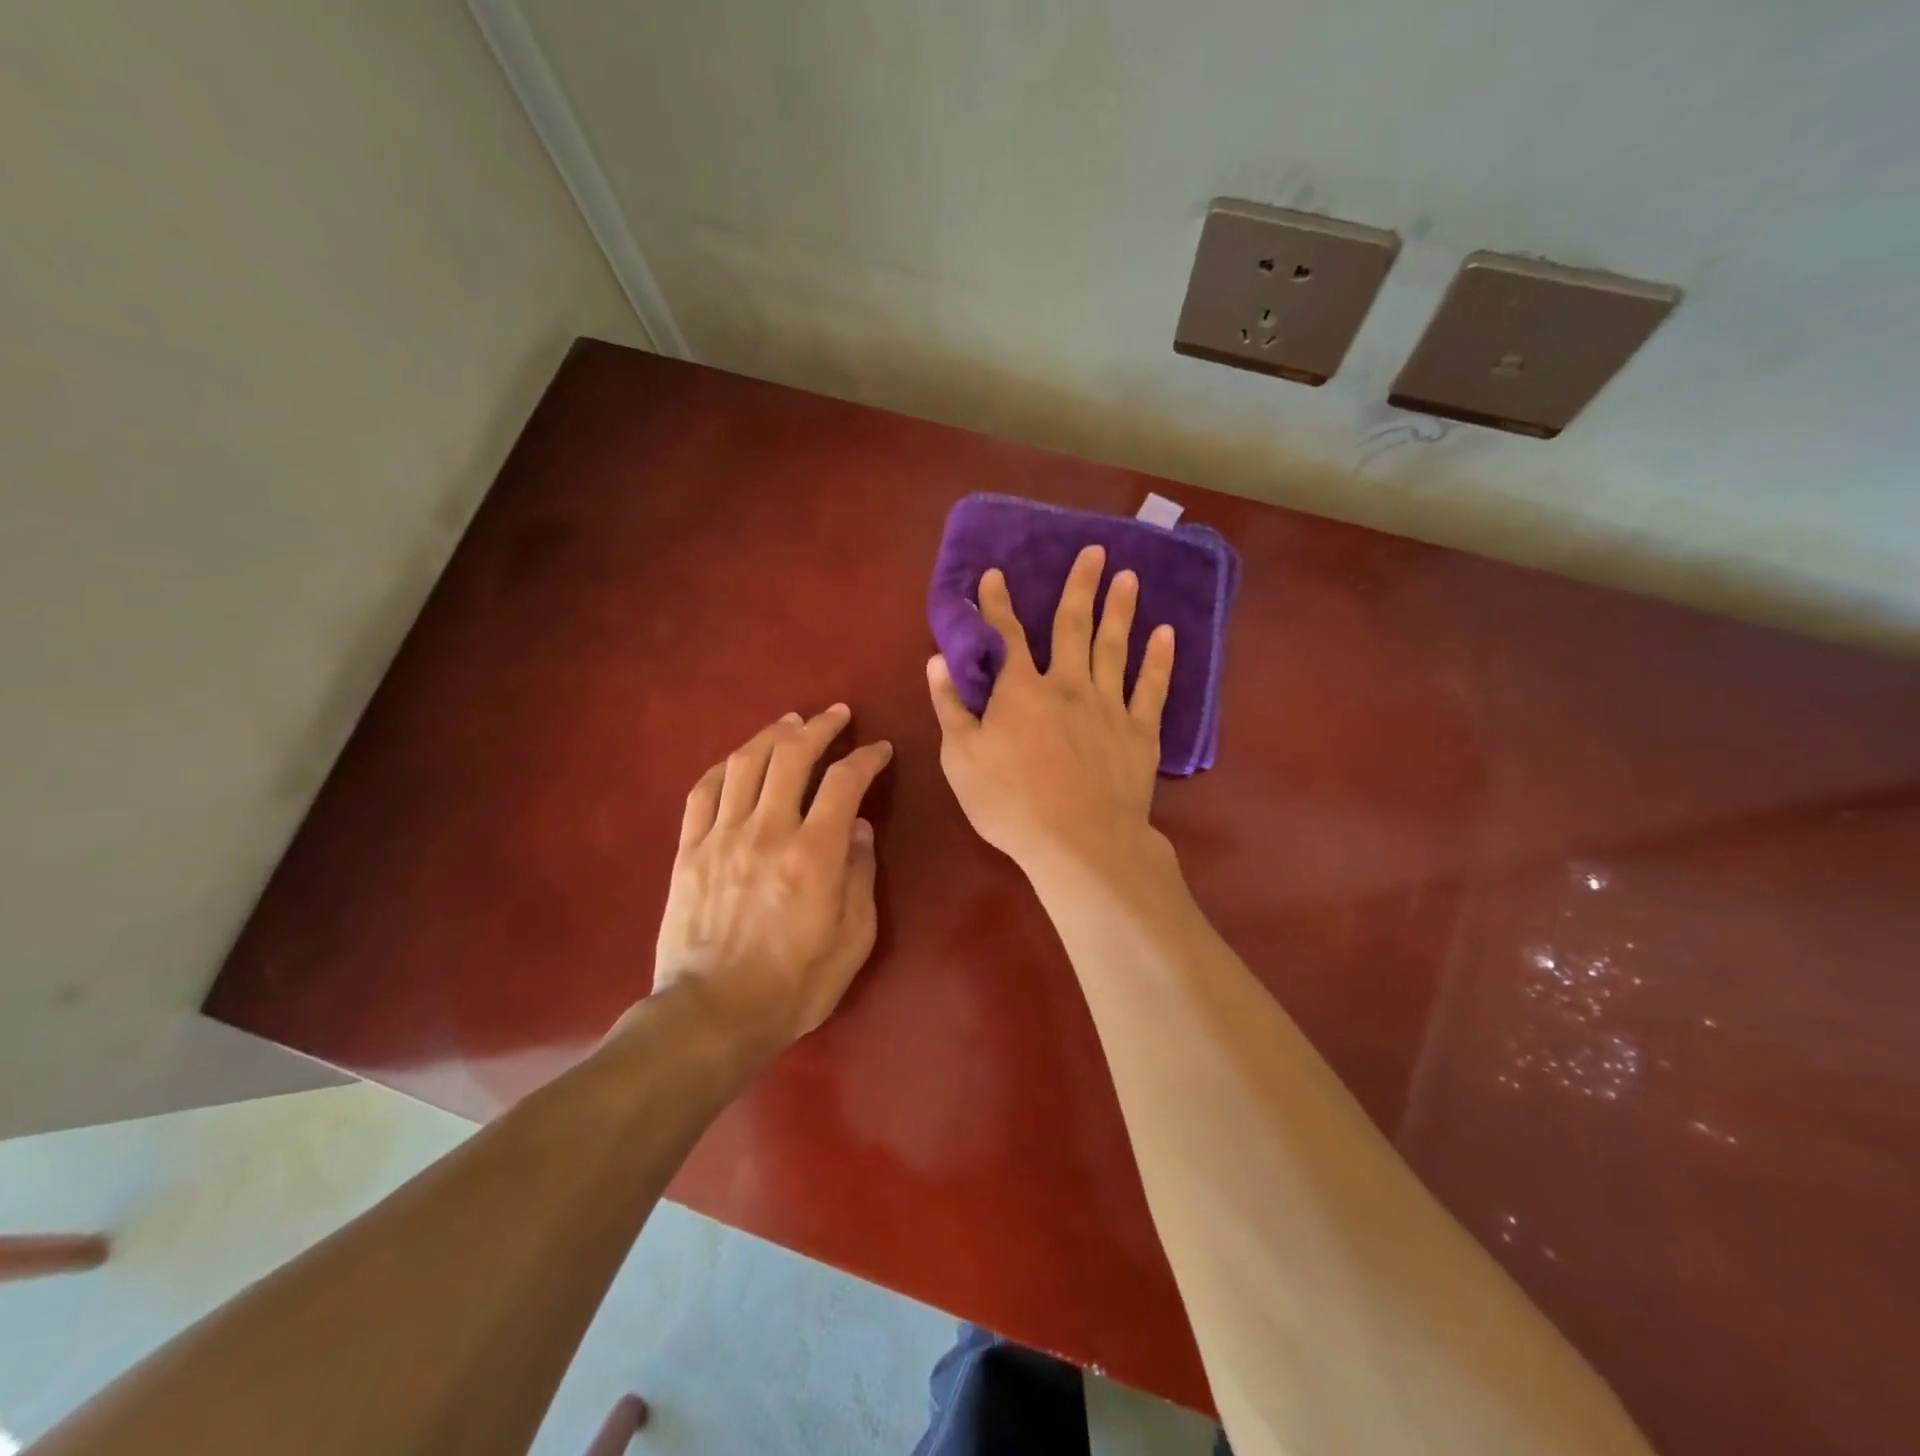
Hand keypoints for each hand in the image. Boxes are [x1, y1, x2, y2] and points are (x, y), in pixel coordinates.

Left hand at [651, 705, 892, 1053]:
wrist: (712, 1017)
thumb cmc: (794, 986)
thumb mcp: (853, 940)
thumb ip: (860, 877)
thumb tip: (858, 828)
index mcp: (814, 855)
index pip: (845, 782)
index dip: (866, 758)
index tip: (879, 750)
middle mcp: (767, 832)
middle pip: (792, 756)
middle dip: (819, 728)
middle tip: (836, 715)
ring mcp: (721, 838)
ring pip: (746, 763)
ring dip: (773, 734)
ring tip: (791, 722)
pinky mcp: (689, 851)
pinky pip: (704, 792)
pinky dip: (726, 766)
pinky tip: (740, 758)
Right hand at [927, 544, 1174, 877]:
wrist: (1079, 842)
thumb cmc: (1011, 804)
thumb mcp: (962, 758)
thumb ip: (951, 706)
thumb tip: (938, 660)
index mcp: (1021, 691)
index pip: (1005, 636)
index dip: (997, 604)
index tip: (994, 574)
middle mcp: (1067, 685)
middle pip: (1072, 626)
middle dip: (1079, 586)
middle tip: (1094, 550)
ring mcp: (1108, 706)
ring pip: (1114, 647)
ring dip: (1120, 609)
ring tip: (1128, 576)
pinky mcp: (1139, 732)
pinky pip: (1151, 687)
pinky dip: (1159, 659)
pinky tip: (1166, 633)